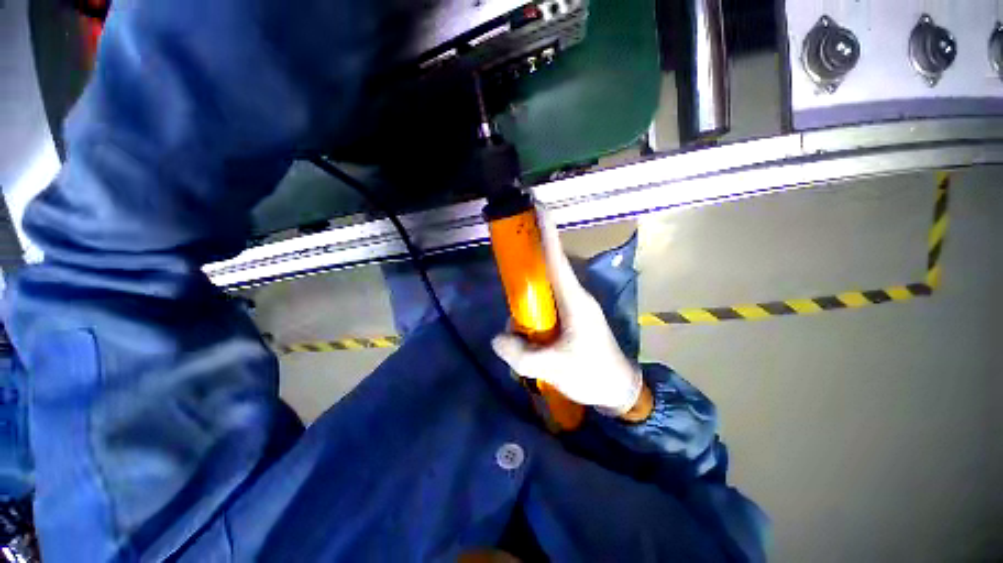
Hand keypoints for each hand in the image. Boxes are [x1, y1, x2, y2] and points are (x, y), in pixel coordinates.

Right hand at [491, 206, 645, 416]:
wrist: (618, 390)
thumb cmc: (592, 375)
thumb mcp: (553, 368)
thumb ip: (520, 354)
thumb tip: (497, 337)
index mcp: (574, 298)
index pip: (555, 257)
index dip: (545, 231)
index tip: (535, 206)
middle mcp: (574, 295)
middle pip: (546, 269)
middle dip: (526, 267)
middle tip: (510, 281)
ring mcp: (573, 306)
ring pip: (543, 290)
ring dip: (526, 303)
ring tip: (521, 336)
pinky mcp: (570, 318)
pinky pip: (546, 305)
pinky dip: (532, 314)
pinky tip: (526, 337)